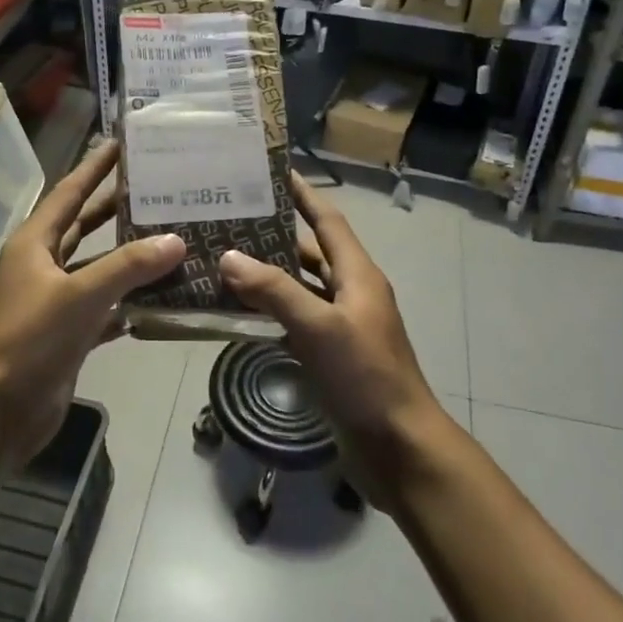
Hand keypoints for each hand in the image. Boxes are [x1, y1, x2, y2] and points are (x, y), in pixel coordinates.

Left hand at [0, 140, 184, 463]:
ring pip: (98, 269)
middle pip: (84, 226)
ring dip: (128, 258)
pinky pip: (105, 309)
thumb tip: (176, 239)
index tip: (121, 144)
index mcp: (34, 244)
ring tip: (171, 238)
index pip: (69, 193)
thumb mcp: (79, 295)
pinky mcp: (67, 335)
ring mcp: (55, 302)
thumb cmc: (29, 340)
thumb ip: (128, 266)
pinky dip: (129, 303)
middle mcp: (43, 266)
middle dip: (116, 207)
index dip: (94, 168)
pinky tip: (161, 298)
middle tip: (156, 187)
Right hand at [218, 174, 451, 474]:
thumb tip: (229, 256)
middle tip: (231, 219)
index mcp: (358, 275)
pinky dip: (269, 312)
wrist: (400, 449)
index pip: (328, 220)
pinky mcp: (331, 356)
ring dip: (267, 275)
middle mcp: (351, 293)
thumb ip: (275, 290)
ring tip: (223, 260)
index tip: (273, 172)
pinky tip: (237, 312)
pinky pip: (295, 321)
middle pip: (311, 251)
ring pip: (300, 288)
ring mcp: (341, 326)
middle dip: (275, 234)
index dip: (304, 194)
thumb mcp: (319, 328)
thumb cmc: (366, 378)